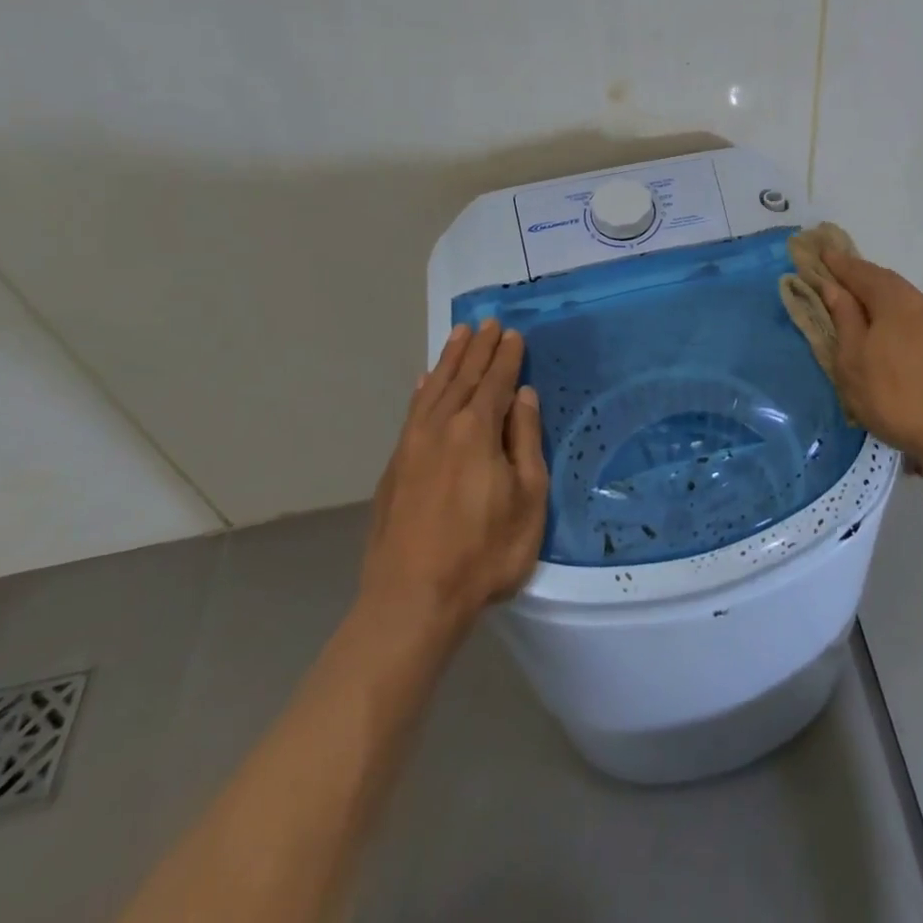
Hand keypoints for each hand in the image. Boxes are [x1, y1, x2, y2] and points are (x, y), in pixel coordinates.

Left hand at [355, 320, 547, 647]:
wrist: (411, 600)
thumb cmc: (484, 551)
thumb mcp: (527, 498)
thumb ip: (525, 441)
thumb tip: (524, 396)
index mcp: (477, 430)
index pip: (496, 381)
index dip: (507, 356)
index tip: (514, 333)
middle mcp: (442, 426)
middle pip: (464, 377)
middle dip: (479, 348)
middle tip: (488, 322)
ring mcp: (413, 444)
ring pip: (435, 388)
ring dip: (450, 360)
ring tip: (460, 335)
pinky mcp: (395, 465)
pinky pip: (413, 411)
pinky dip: (423, 389)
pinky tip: (426, 381)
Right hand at [818, 250, 922, 480]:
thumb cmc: (893, 396)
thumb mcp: (853, 360)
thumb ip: (844, 318)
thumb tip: (833, 287)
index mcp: (896, 301)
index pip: (862, 272)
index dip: (839, 264)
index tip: (820, 253)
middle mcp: (921, 302)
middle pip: (885, 280)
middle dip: (860, 275)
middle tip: (836, 273)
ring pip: (903, 297)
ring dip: (879, 294)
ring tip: (858, 300)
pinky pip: (914, 314)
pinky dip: (894, 310)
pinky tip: (886, 325)